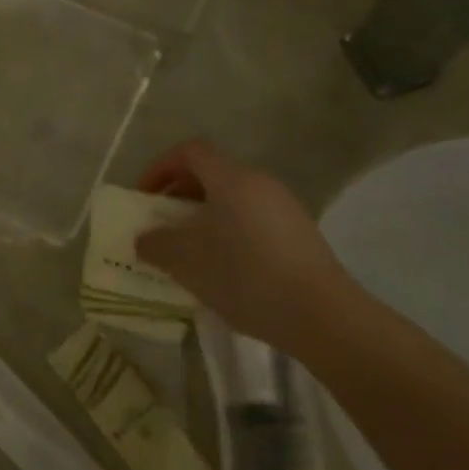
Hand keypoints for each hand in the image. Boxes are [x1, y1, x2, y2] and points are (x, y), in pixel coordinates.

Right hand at [133, 140, 361, 353]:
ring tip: (191, 252)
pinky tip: (226, 270)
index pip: (189, 151)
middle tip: (163, 225)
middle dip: (180, 195)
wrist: (324, 317)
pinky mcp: (301, 235)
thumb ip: (156, 244)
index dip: (160, 167)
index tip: (145, 197)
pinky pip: (254, 220)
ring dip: (205, 217)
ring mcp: (286, 208)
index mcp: (232, 179)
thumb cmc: (246, 276)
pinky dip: (230, 233)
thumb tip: (144, 239)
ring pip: (233, 199)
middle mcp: (260, 183)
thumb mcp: (187, 262)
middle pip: (212, 174)